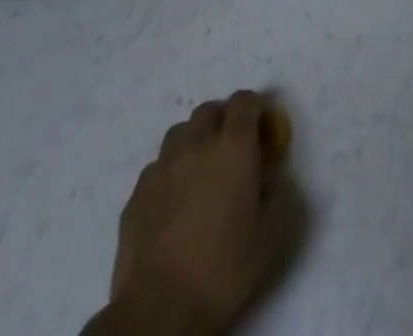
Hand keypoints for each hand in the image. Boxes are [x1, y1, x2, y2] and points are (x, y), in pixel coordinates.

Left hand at [90, 91, 291, 335]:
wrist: (158, 311)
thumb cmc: (223, 269)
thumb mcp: (270, 235)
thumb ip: (277, 194)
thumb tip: (270, 177)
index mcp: (234, 147)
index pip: (244, 101)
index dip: (254, 108)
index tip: (260, 129)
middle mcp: (197, 145)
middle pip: (208, 110)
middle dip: (222, 120)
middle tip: (230, 149)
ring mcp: (162, 168)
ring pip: (179, 134)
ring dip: (193, 142)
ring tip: (199, 171)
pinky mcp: (135, 196)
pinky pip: (156, 168)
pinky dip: (169, 173)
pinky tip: (172, 202)